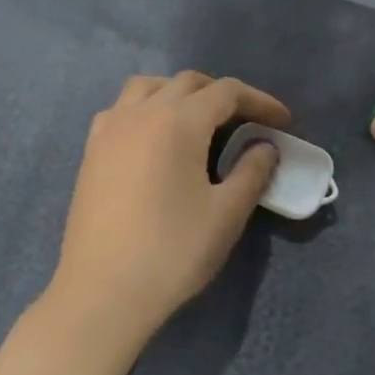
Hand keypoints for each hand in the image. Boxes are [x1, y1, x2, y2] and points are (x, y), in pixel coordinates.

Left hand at [47, 72, 288, 347]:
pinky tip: (154, 139)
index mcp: (177, 121)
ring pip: (147, 88)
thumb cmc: (172, 251)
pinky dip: (145, 109)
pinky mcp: (91, 152)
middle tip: (248, 122)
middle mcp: (140, 113)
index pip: (226, 92)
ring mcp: (109, 130)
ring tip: (199, 121)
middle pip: (187, 83)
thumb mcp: (226, 214)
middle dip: (222, 95)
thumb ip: (252, 171)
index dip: (260, 101)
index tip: (283, 122)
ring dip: (179, 94)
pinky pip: (121, 110)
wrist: (104, 291)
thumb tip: (264, 147)